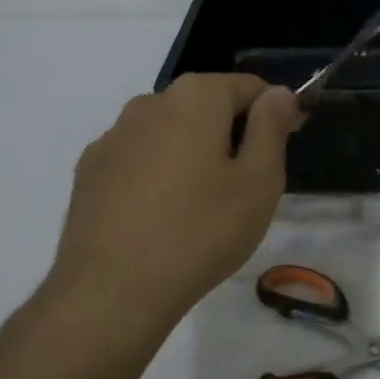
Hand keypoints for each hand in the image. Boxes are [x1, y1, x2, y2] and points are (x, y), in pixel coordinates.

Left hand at [36, 73, 301, 347]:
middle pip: (205, 105)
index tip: (290, 140)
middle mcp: (148, 103)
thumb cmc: (201, 232)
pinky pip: (139, 158)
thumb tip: (278, 93)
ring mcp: (113, 137)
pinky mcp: (89, 171)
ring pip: (169, 132)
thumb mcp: (259, 181)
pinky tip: (163, 215)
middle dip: (232, 131)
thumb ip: (271, 127)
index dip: (275, 110)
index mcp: (195, 98)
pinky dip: (158, 173)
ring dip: (193, 151)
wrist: (111, 292)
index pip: (248, 87)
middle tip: (250, 181)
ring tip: (205, 203)